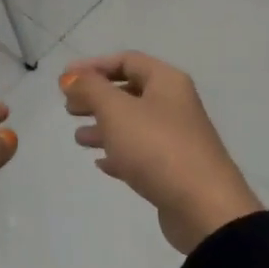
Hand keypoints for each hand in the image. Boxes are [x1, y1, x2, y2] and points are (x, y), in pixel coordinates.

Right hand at [61, 52, 260, 254]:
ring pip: (133, 124)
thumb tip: (71, 76)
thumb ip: (91, 89)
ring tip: (78, 138)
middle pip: (129, 92)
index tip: (64, 79)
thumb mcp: (117, 111)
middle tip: (69, 109)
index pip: (126, 60)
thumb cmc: (157, 147)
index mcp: (167, 82)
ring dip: (104, 127)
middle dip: (97, 97)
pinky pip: (141, 153)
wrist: (203, 207)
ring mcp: (176, 138)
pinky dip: (119, 154)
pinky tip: (101, 164)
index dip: (93, 66)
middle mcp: (174, 104)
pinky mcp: (174, 169)